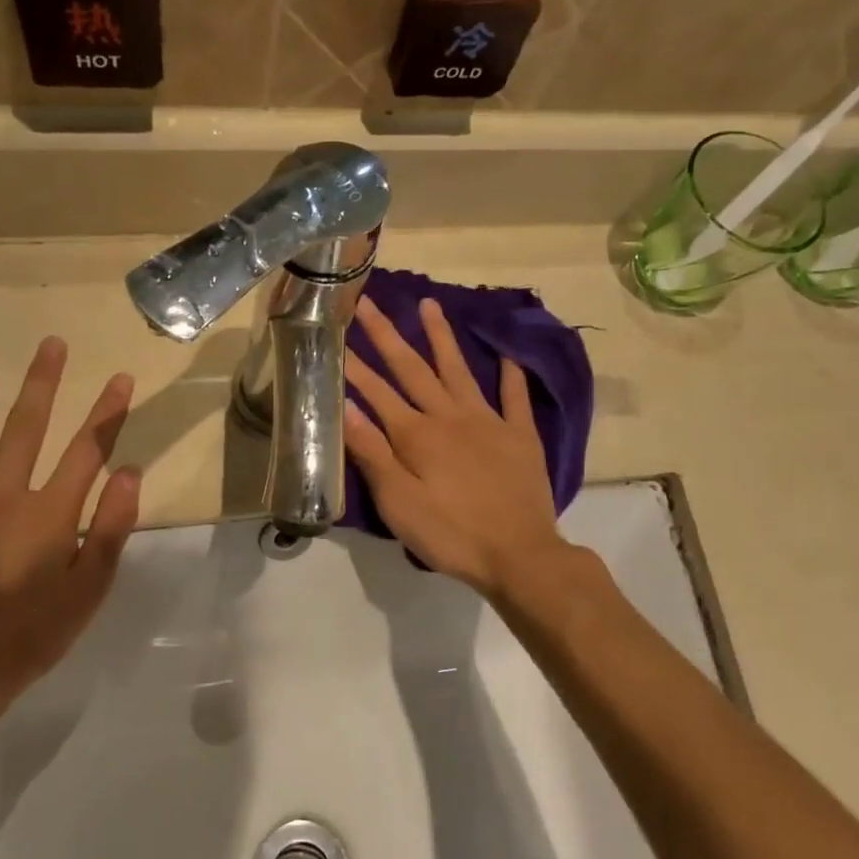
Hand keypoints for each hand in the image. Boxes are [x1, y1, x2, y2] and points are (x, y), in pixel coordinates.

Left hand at [0, 339, 140, 701]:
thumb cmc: (32, 635)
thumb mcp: (89, 591)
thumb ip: (111, 529)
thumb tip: (128, 472)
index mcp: (49, 514)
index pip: (86, 450)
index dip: (105, 412)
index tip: (118, 378)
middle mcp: (2, 497)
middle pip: (27, 427)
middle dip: (43, 383)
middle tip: (50, 344)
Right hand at [344, 295, 567, 597]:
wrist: (520, 554)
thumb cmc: (451, 534)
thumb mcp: (399, 503)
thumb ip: (373, 454)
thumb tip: (346, 409)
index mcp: (417, 435)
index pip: (377, 392)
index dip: (354, 365)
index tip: (338, 334)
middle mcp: (450, 416)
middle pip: (413, 369)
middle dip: (388, 335)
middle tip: (371, 303)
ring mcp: (488, 421)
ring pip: (459, 370)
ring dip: (442, 337)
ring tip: (430, 305)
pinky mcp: (520, 435)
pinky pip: (514, 396)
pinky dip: (511, 372)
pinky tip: (506, 353)